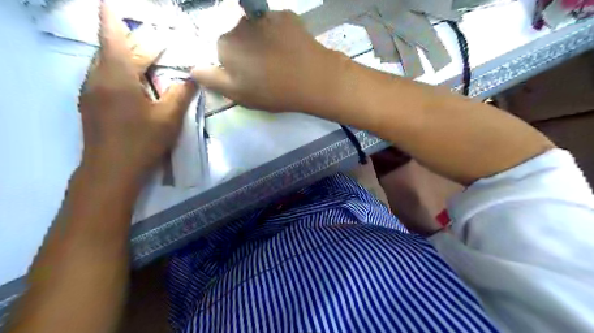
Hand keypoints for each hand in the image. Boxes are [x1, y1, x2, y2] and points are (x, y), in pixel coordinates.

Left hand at [77, 4, 196, 184]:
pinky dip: (120, 72)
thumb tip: (193, 77)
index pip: (114, 38)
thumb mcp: (168, 117)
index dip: (112, 18)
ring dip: (126, 58)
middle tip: (156, 41)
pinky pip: (104, 78)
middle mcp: (98, 78)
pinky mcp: (91, 104)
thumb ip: (180, 94)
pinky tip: (135, 82)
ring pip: (107, 64)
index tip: (111, 2)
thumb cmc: (142, 140)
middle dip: (133, 43)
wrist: (111, 169)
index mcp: (116, 77)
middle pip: (113, 51)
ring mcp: (91, 91)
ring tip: (148, 59)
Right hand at [193, 11, 346, 112]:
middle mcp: (239, 23)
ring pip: (256, 29)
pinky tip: (289, 49)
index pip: (222, 52)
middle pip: (237, 37)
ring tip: (279, 59)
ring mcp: (264, 15)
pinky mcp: (285, 14)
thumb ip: (212, 79)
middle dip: (247, 51)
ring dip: (262, 41)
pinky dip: (278, 34)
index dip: (234, 66)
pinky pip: (274, 24)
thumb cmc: (273, 91)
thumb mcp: (238, 94)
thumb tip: (192, 68)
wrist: (313, 79)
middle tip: (266, 70)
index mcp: (225, 44)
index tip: (249, 77)